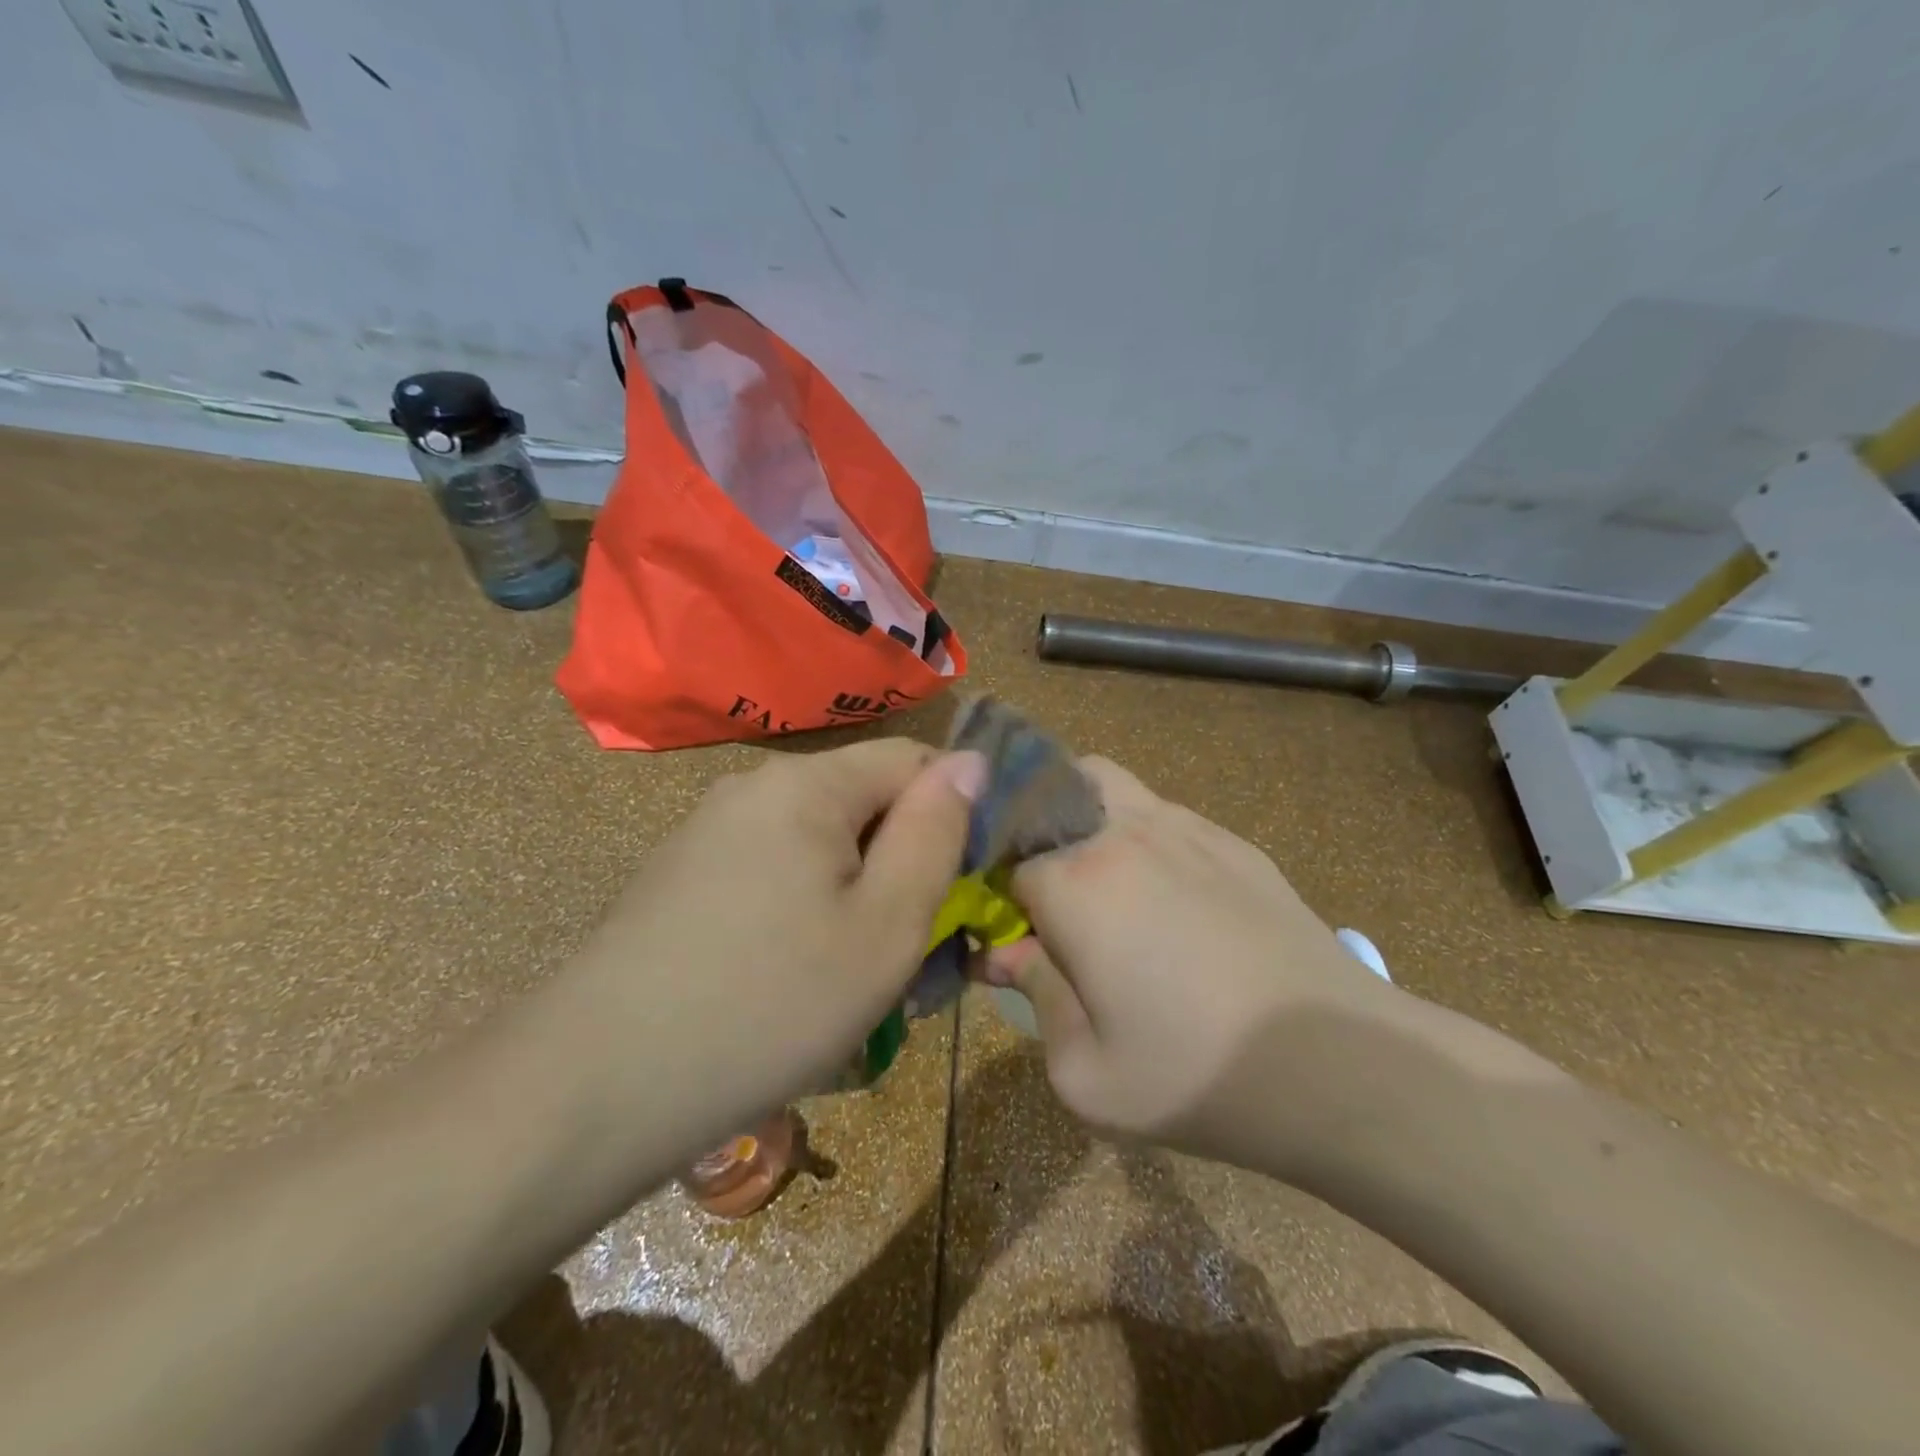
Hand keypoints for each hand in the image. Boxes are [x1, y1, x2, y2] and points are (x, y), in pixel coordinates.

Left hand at [551, 739, 981, 1157]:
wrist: (596, 1088)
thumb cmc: (770, 1004)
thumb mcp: (886, 926)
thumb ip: (936, 834)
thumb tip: (969, 762)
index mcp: (806, 784)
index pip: (913, 759)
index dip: (953, 812)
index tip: (959, 887)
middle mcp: (753, 787)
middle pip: (862, 800)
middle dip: (899, 861)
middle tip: (906, 947)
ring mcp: (708, 830)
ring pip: (818, 841)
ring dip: (853, 891)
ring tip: (849, 973)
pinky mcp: (681, 875)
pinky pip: (771, 869)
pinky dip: (803, 907)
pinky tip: (788, 975)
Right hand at [987, 757, 1394, 1166]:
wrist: (1341, 1066)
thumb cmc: (1197, 1075)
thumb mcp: (1085, 1073)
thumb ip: (1034, 998)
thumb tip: (1006, 952)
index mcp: (1077, 882)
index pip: (1006, 862)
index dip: (1000, 898)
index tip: (1011, 935)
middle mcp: (1124, 834)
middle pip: (1054, 788)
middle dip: (1035, 826)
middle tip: (1048, 891)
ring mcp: (1188, 829)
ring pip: (1112, 786)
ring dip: (1088, 820)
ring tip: (1106, 889)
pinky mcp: (1236, 844)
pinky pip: (1168, 818)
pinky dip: (1146, 840)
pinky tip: (1175, 903)